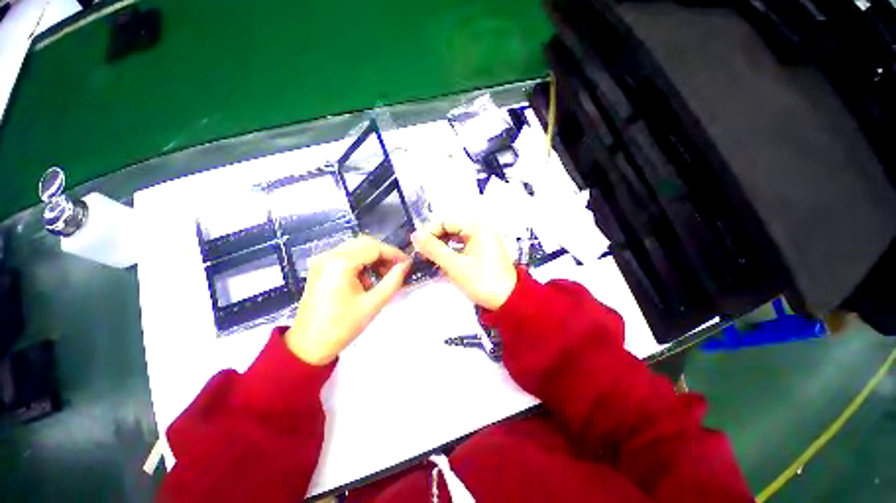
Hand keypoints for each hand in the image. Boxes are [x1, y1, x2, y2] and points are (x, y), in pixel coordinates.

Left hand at [285, 236, 411, 364]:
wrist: (309, 346)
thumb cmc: (342, 326)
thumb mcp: (373, 303)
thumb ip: (393, 280)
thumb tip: (406, 264)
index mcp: (341, 263)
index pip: (374, 248)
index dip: (394, 253)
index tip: (408, 263)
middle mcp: (329, 255)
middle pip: (364, 244)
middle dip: (384, 254)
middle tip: (397, 269)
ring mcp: (322, 260)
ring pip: (356, 248)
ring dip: (373, 258)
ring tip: (384, 276)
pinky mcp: (320, 267)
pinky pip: (346, 256)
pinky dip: (361, 262)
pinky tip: (367, 279)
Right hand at [411, 221, 516, 309]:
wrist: (508, 301)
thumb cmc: (481, 281)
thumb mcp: (454, 265)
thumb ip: (433, 249)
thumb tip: (414, 235)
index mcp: (477, 227)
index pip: (445, 222)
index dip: (429, 233)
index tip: (418, 248)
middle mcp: (480, 230)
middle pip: (450, 230)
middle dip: (435, 242)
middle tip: (422, 257)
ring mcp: (483, 241)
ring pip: (455, 240)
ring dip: (442, 250)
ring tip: (430, 262)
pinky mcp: (483, 253)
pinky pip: (463, 249)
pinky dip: (452, 255)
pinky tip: (442, 266)